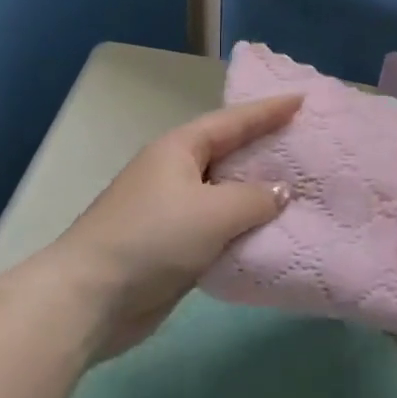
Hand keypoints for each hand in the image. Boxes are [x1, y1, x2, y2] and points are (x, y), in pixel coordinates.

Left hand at [40, 95, 300, 359]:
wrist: (90, 298)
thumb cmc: (153, 238)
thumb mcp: (213, 212)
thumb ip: (255, 198)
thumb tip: (282, 191)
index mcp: (180, 148)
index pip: (233, 121)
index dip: (268, 110)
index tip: (301, 99)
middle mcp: (176, 172)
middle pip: (229, 153)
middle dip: (265, 148)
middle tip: (306, 142)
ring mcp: (173, 210)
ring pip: (225, 194)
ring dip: (257, 193)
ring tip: (300, 187)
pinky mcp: (174, 246)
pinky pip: (219, 228)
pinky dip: (244, 227)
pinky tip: (272, 232)